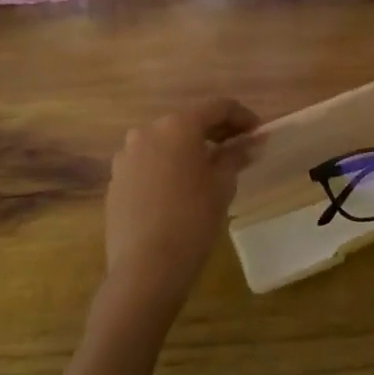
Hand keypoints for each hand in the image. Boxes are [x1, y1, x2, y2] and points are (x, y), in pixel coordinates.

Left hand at [104, 99, 259, 304]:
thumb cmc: (193, 219)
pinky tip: (181, 191)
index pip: (217, 108)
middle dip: (215, 133)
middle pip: (188, 123)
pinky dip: (168, 168)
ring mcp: (126, 157)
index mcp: (178, 126)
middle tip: (238, 150)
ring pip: (165, 144)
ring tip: (209, 172)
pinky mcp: (116, 181)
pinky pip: (148, 165)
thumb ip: (236, 156)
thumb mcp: (223, 186)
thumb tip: (253, 142)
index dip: (242, 117)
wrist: (146, 266)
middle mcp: (147, 132)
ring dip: (188, 150)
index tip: (258, 133)